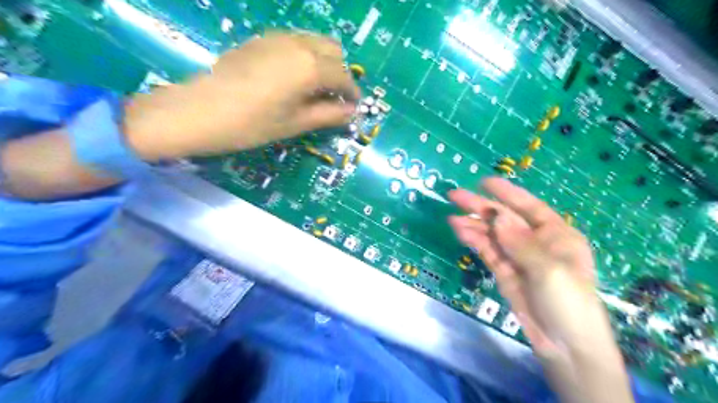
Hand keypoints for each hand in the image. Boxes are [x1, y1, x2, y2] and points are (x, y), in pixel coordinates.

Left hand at [124, 32, 359, 159]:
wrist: (201, 111)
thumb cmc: (253, 124)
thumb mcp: (296, 124)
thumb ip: (328, 115)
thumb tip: (351, 112)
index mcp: (310, 67)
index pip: (343, 76)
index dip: (352, 93)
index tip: (353, 106)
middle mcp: (298, 44)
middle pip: (333, 50)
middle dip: (340, 72)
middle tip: (333, 97)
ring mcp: (277, 37)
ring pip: (314, 41)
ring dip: (323, 61)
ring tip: (315, 88)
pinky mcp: (261, 39)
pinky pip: (294, 41)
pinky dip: (304, 55)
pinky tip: (293, 77)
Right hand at [448, 180, 609, 358]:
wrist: (565, 345)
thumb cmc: (568, 302)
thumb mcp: (549, 270)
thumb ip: (521, 242)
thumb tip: (498, 216)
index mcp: (555, 234)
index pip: (528, 206)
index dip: (506, 193)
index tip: (484, 182)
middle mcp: (535, 241)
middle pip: (504, 218)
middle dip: (480, 207)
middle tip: (454, 196)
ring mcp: (517, 256)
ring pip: (492, 234)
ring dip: (472, 225)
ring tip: (452, 218)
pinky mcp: (504, 270)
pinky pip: (487, 250)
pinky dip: (474, 241)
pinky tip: (460, 232)